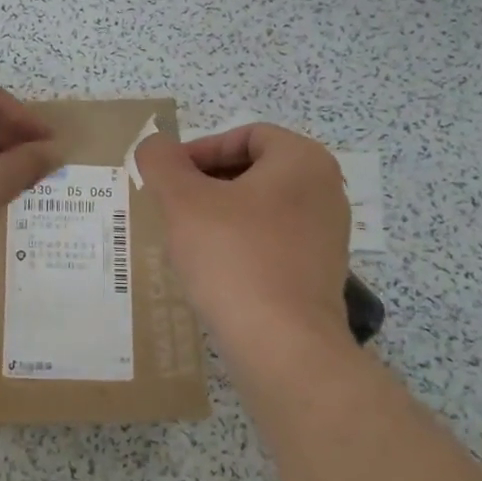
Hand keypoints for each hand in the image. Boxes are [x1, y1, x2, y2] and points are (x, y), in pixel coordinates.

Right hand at [135, 124, 351, 354]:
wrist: (283, 345)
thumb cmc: (234, 257)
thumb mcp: (183, 201)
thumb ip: (161, 161)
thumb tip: (154, 145)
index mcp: (302, 160)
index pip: (245, 135)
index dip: (200, 150)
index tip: (169, 177)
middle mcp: (325, 190)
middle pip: (254, 170)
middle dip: (207, 184)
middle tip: (171, 206)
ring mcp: (327, 234)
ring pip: (261, 208)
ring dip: (220, 215)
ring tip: (186, 239)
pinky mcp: (320, 272)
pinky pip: (272, 241)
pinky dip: (241, 245)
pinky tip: (213, 270)